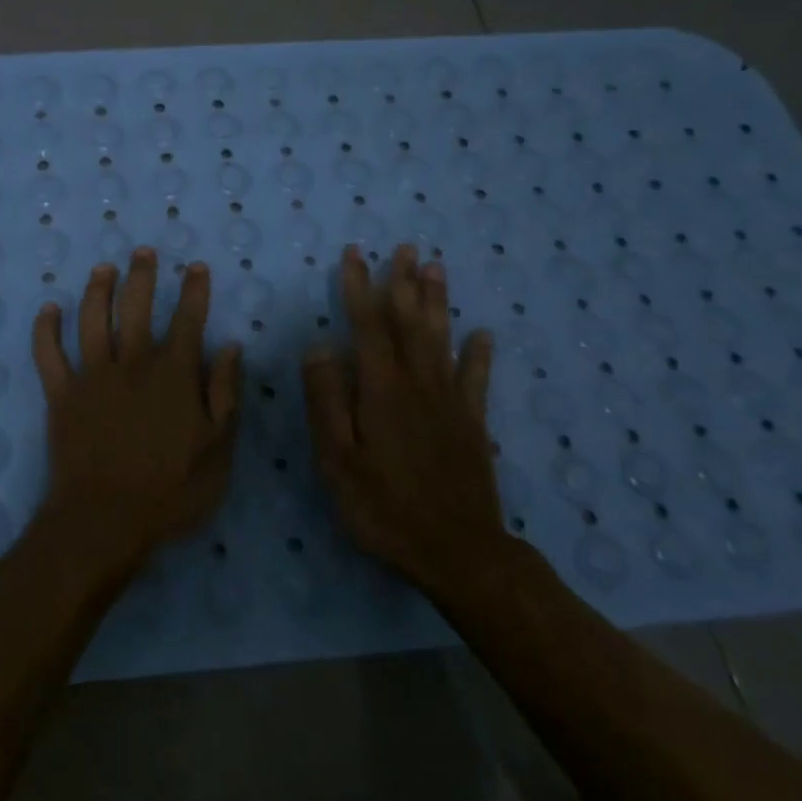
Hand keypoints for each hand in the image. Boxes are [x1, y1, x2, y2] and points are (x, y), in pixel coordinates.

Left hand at [31, 248, 242, 577]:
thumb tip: (230, 347)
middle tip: (142, 252)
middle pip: (136, 307)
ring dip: (97, 290)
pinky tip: (48, 309)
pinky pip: (48, 354)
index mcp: (173, 374)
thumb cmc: (171, 491)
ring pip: (92, 320)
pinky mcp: (61, 394)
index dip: (193, 291)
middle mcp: (132, 363)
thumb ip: (226, 394)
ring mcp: (92, 375)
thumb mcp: (218, 450)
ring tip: (102, 268)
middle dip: (141, 275)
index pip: (187, 320)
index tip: (195, 267)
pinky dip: (46, 329)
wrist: (105, 520)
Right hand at [303, 244, 505, 599]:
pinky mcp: (472, 424)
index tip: (354, 254)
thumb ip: (327, 401)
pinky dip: (478, 353)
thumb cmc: (384, 507)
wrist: (458, 553)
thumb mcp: (338, 460)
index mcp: (381, 390)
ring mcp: (450, 402)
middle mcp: (418, 384)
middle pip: (410, 322)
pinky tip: (482, 333)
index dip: (359, 287)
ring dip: (437, 301)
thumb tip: (319, 346)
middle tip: (404, 247)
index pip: (367, 326)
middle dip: (404, 282)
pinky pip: (476, 379)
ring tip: (436, 268)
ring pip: (441, 339)